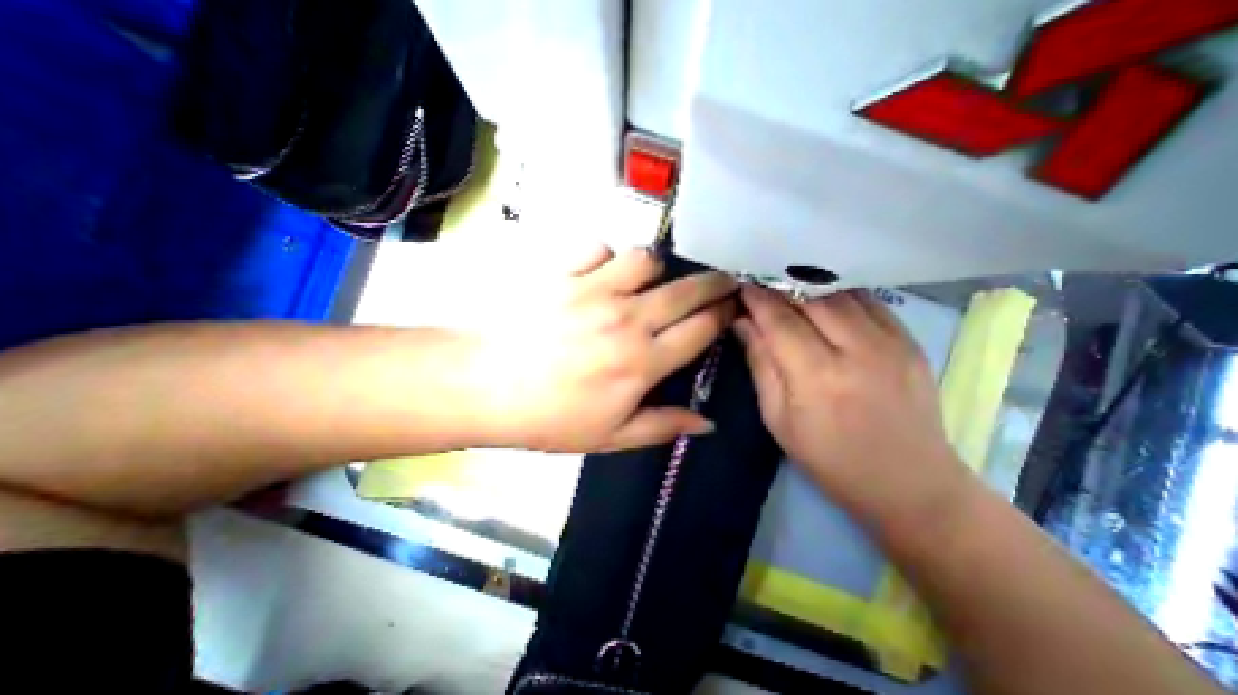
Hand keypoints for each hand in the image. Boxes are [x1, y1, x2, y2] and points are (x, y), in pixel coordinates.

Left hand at [461, 246, 733, 451]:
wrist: (485, 387)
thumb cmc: (549, 418)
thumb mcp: (610, 436)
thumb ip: (662, 425)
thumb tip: (707, 423)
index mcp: (642, 362)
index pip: (701, 329)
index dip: (723, 315)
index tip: (731, 309)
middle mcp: (627, 319)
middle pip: (686, 290)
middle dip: (713, 283)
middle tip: (721, 283)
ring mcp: (594, 290)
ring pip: (645, 260)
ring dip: (655, 270)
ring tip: (648, 282)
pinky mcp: (563, 273)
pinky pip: (598, 248)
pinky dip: (606, 257)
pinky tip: (598, 273)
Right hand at [734, 287, 966, 526]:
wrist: (910, 484)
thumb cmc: (829, 459)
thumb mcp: (778, 418)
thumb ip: (760, 365)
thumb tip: (743, 323)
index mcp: (818, 377)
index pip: (780, 321)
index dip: (756, 298)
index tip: (740, 284)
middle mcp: (857, 351)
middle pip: (811, 298)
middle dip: (780, 286)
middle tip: (759, 284)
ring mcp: (891, 343)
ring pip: (841, 294)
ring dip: (809, 287)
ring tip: (787, 289)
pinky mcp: (911, 342)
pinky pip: (869, 301)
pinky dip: (840, 295)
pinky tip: (824, 300)